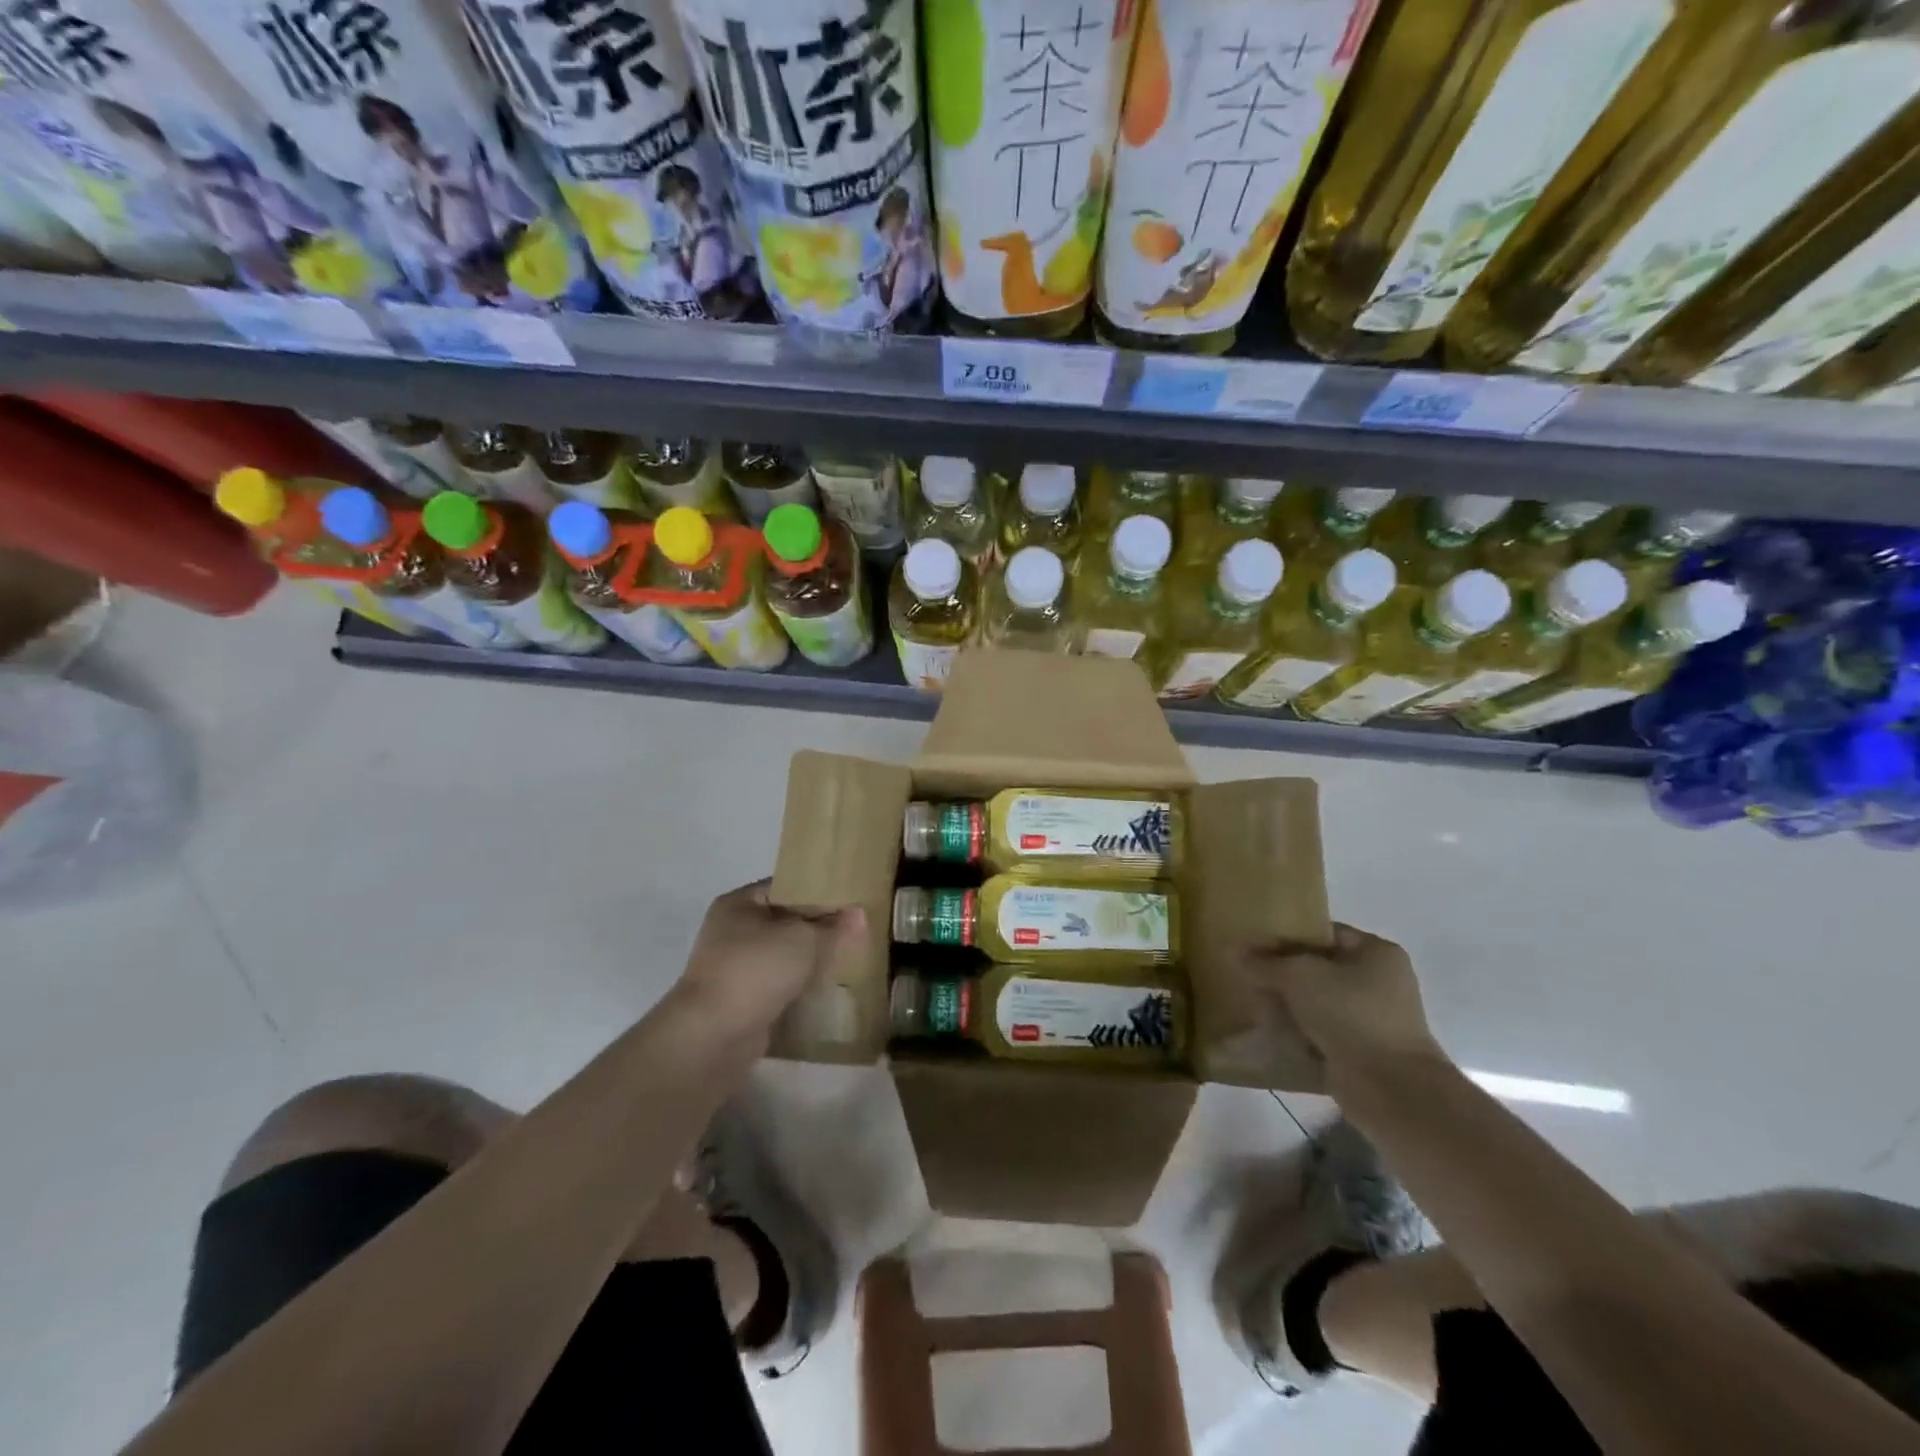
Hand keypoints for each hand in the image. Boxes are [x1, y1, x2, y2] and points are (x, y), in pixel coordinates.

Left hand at [668, 881, 865, 1045]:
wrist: (714, 1036)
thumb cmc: (756, 970)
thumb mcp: (804, 939)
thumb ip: (833, 927)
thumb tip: (858, 914)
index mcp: (739, 903)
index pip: (786, 887)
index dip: (819, 892)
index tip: (851, 902)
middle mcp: (731, 931)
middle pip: (785, 922)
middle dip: (818, 929)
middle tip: (855, 931)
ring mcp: (734, 967)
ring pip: (783, 955)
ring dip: (810, 960)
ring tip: (848, 959)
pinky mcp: (742, 1000)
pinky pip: (779, 984)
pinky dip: (799, 986)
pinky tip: (827, 988)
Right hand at [1245, 924, 1446, 1082]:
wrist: (1390, 1089)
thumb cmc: (1350, 1014)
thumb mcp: (1298, 975)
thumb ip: (1264, 961)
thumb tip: (1233, 950)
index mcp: (1376, 952)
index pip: (1323, 932)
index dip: (1287, 936)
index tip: (1253, 945)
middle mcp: (1380, 981)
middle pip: (1319, 968)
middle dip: (1283, 974)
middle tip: (1248, 976)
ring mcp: (1374, 1019)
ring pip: (1317, 1003)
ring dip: (1288, 1006)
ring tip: (1254, 1006)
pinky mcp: (1363, 1051)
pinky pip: (1322, 1033)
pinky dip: (1300, 1034)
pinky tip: (1271, 1035)